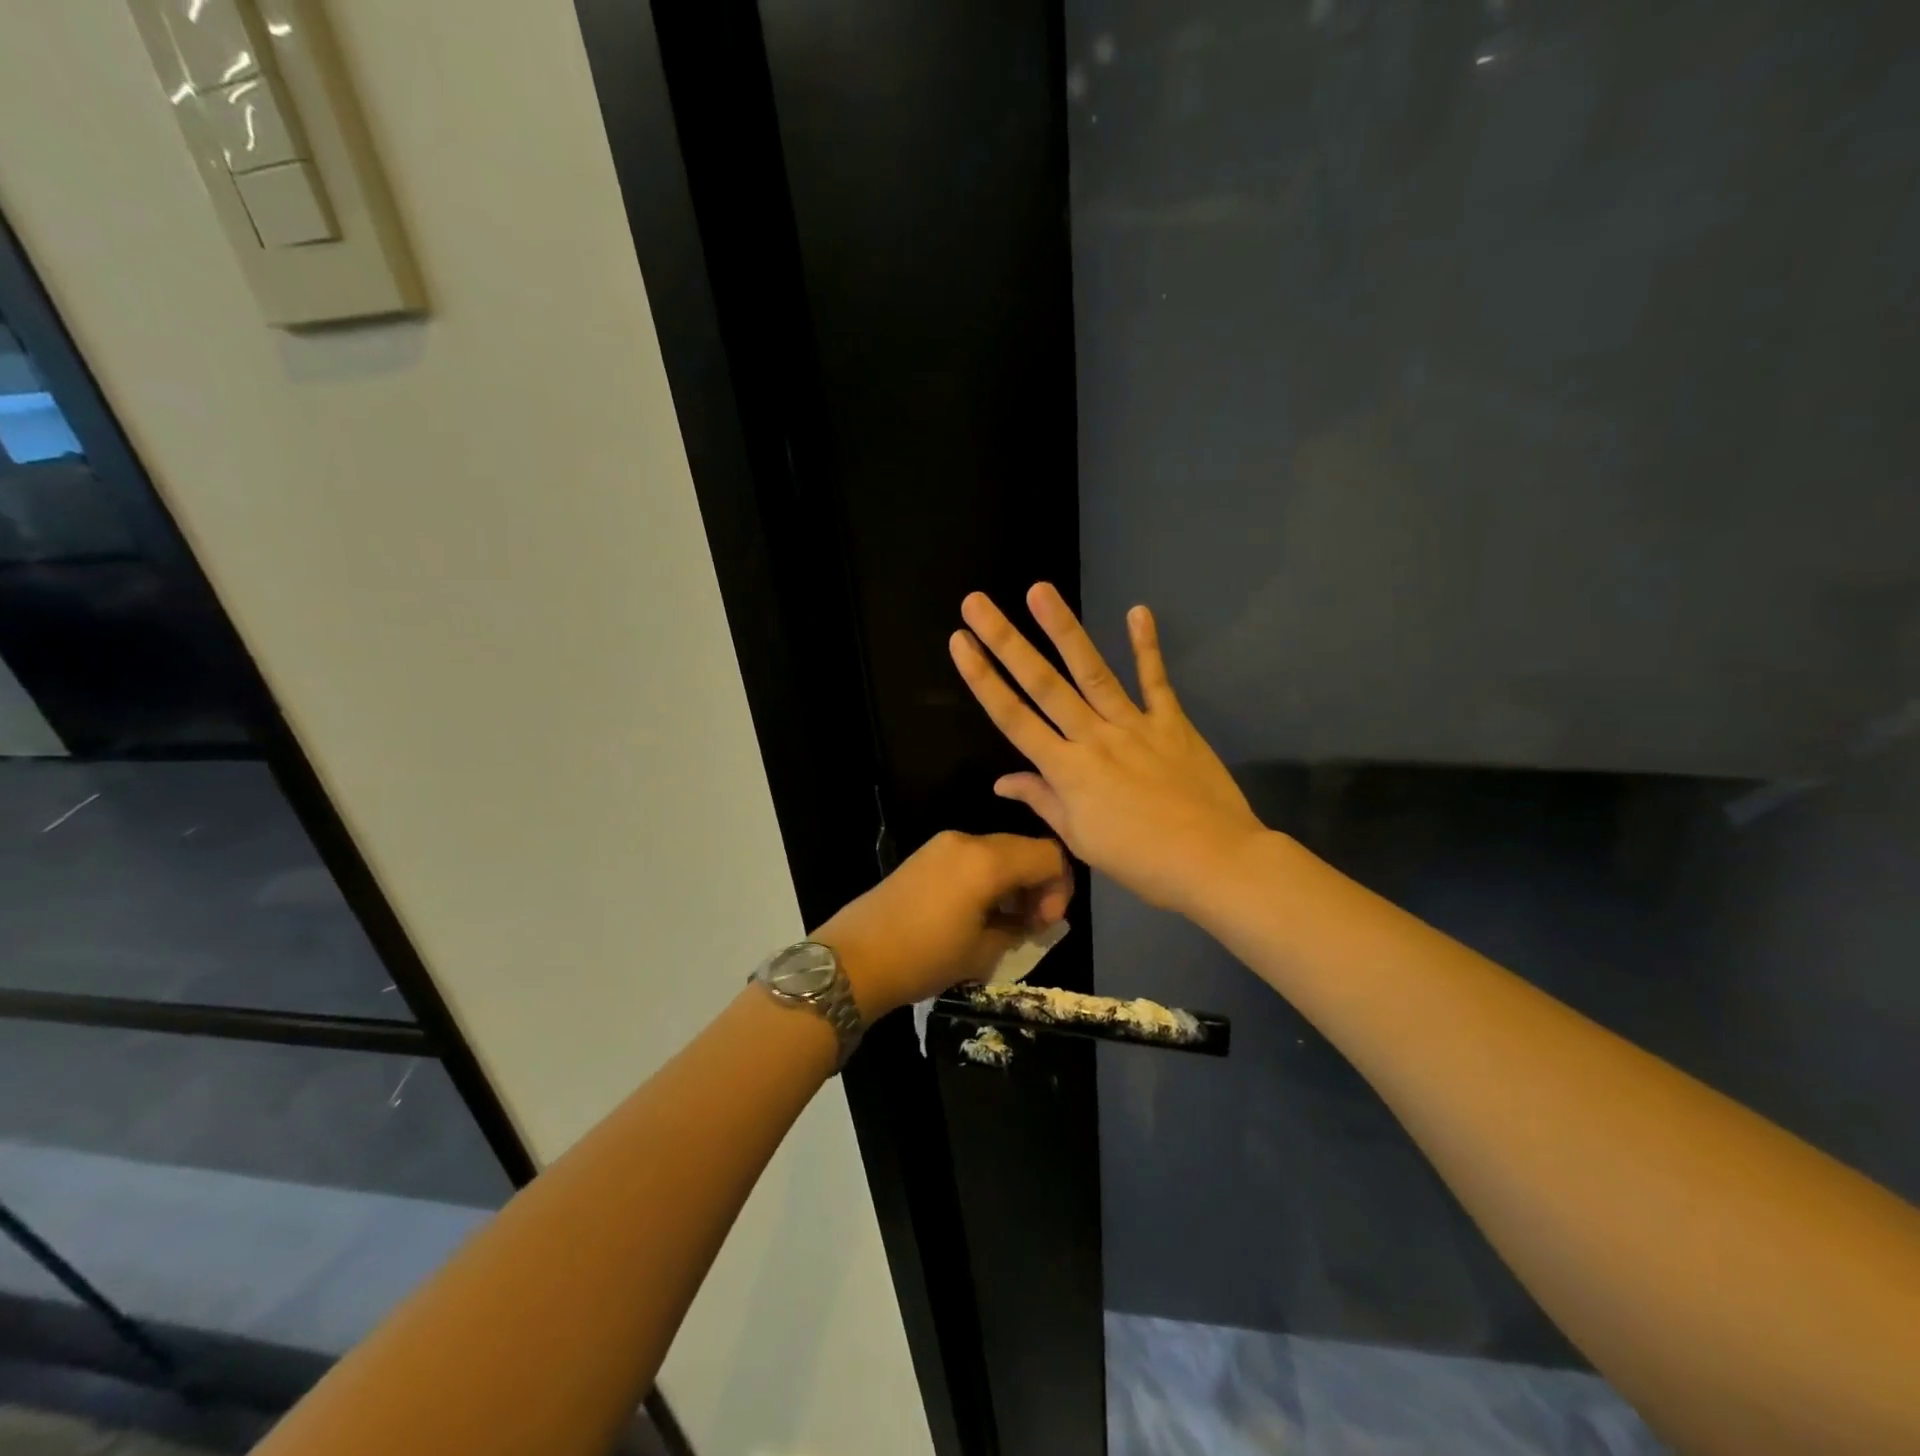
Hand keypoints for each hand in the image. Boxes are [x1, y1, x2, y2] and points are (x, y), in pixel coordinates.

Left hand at [812, 830, 1073, 1019]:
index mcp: (987, 860)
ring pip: (998, 852)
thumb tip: (1032, 920)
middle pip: (1024, 848)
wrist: (853, 959)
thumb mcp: (983, 952)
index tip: (1046, 924)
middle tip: (1030, 925)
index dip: (1060, 888)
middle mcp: (967, 841)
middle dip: (1037, 884)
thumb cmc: (924, 958)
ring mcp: (942, 845)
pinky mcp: (924, 856)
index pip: (1048, 855)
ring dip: (1012, 882)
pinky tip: (977, 913)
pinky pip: (971, 858)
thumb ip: (1019, 928)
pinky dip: (987, 879)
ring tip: (1004, 923)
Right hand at [949, 583, 1267, 914]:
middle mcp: (1093, 738)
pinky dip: (1146, 646)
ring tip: (1040, 590)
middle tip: (978, 602)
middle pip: (1043, 684)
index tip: (960, 643)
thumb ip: (1043, 801)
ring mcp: (1134, 725)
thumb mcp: (1080, 839)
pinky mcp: (1171, 722)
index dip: (983, 679)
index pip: (1013, 718)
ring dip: (1063, 629)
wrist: (1213, 861)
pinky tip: (1138, 611)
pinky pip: (1156, 680)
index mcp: (1066, 771)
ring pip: (1091, 671)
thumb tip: (1002, 781)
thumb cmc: (1140, 860)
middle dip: (1006, 641)